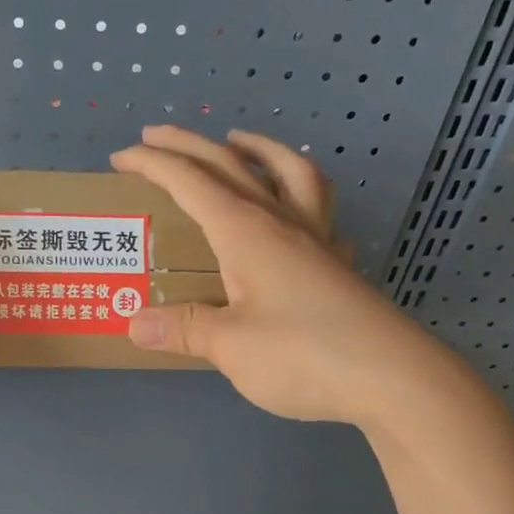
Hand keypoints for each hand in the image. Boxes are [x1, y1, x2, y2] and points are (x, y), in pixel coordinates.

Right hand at [113, 126, 468, 428]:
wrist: (392, 378)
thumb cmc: (303, 355)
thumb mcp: (230, 346)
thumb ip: (184, 329)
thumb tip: (135, 323)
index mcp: (246, 232)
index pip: (190, 182)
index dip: (153, 164)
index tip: (120, 156)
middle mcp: (281, 222)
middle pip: (231, 166)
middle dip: (188, 146)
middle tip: (154, 135)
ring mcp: (317, 240)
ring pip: (289, 173)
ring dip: (258, 149)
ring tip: (239, 143)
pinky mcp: (339, 265)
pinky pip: (321, 213)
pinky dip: (302, 197)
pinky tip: (298, 215)